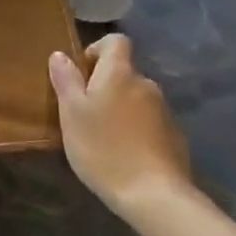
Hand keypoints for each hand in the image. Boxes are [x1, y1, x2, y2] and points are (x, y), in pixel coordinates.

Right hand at [49, 34, 195, 219]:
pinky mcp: (175, 136)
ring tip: (103, 138)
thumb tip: (60, 54)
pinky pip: (150, 122)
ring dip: (121, 109)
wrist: (153, 194)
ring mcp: (164, 110)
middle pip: (124, 73)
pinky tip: (125, 155)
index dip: (97, 50)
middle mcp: (146, 84)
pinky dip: (136, 130)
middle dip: (105, 86)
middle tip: (85, 115)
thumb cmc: (103, 148)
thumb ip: (66, 81)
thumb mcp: (72, 114)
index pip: (115, 41)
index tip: (82, 74)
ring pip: (136, 99)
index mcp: (119, 73)